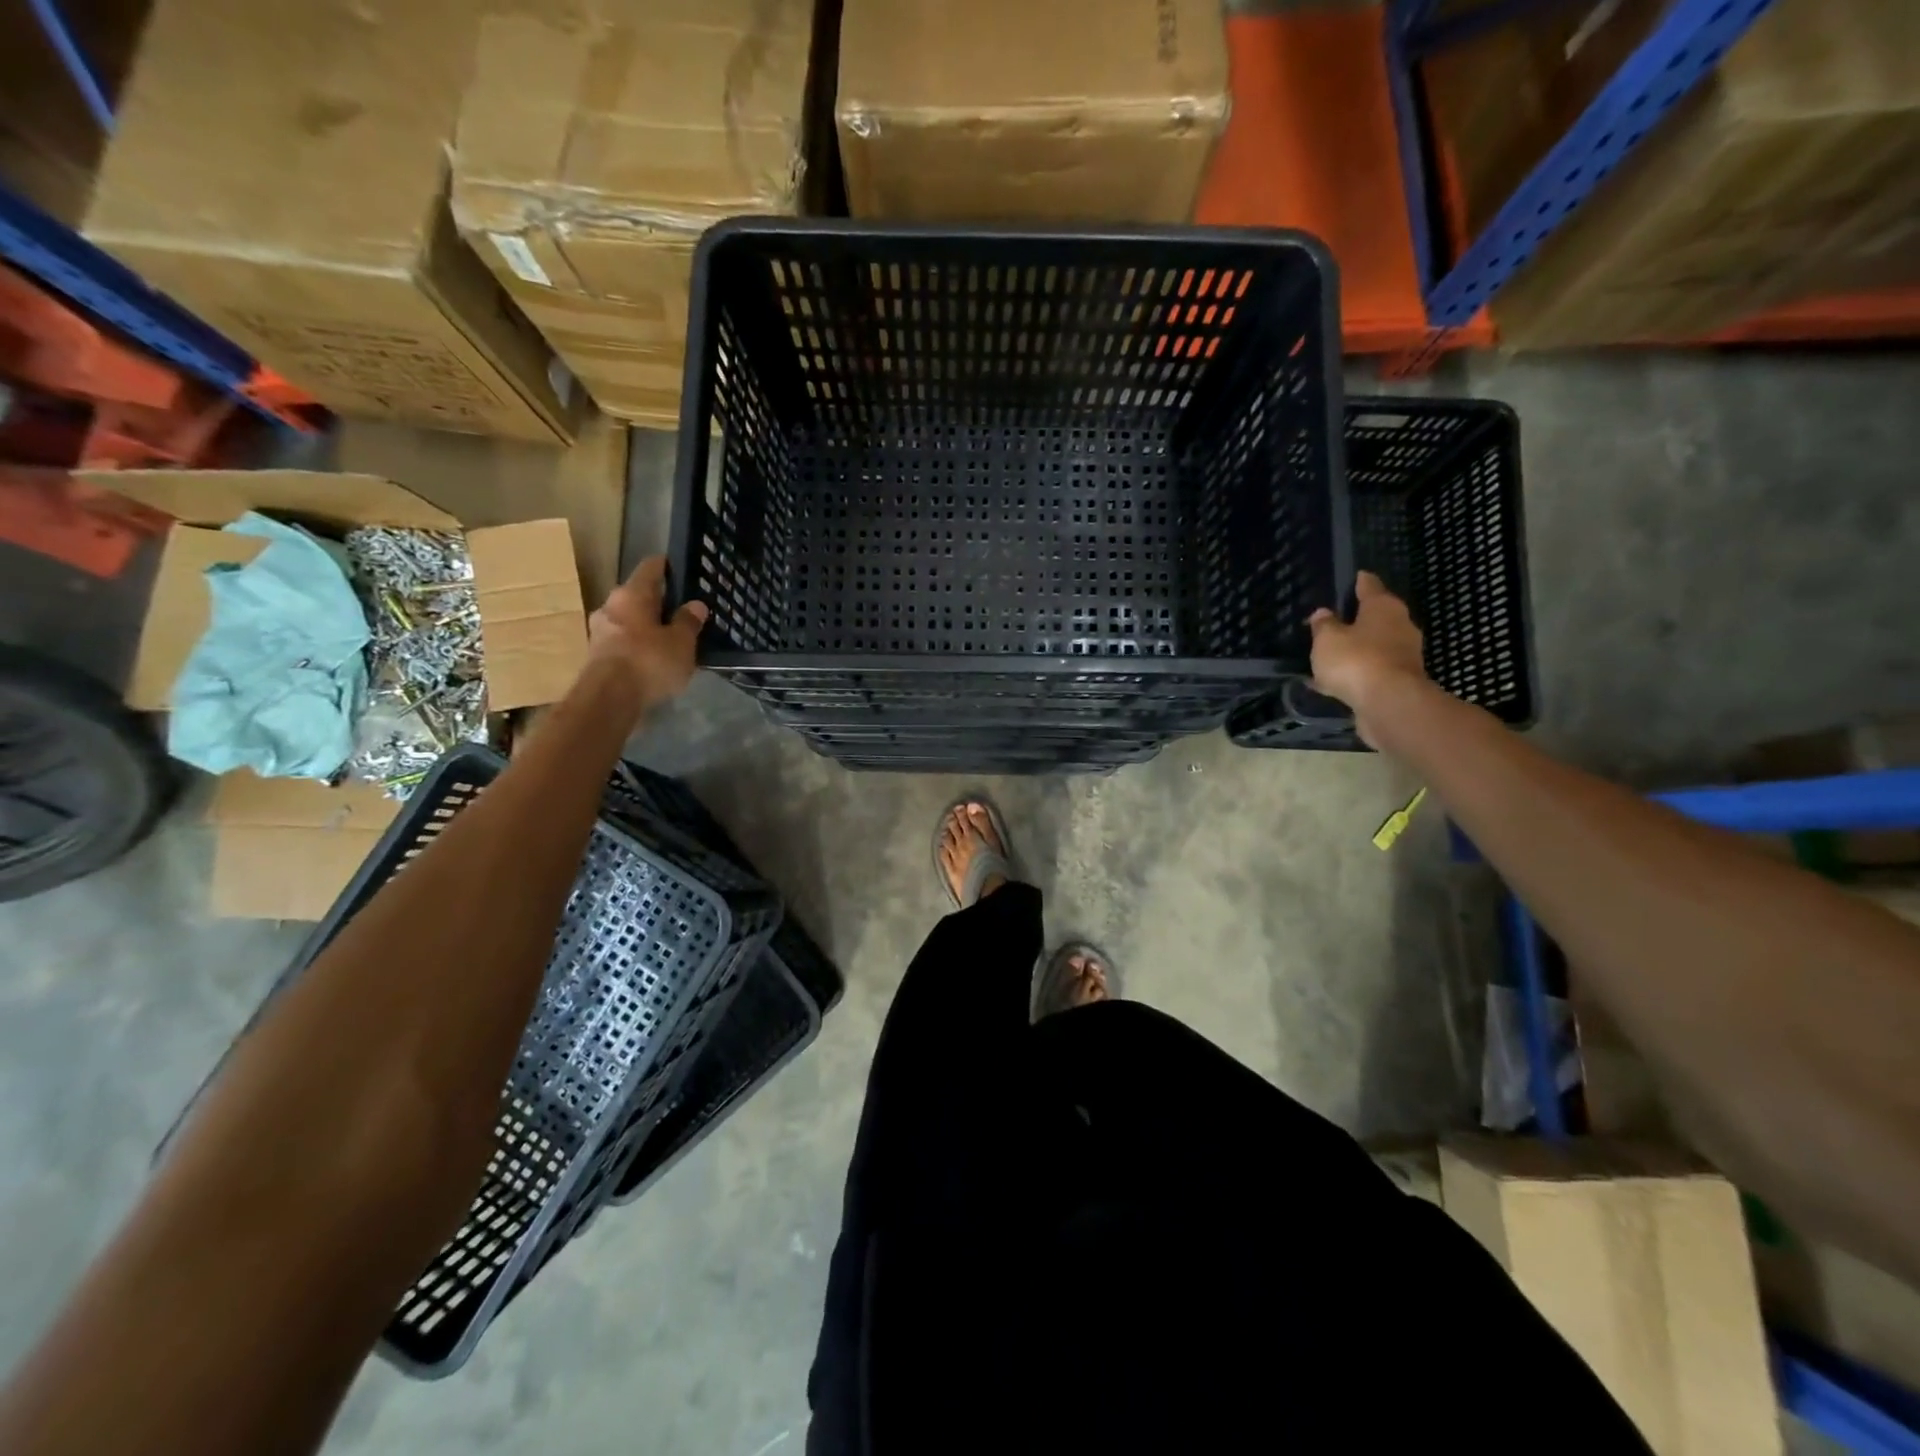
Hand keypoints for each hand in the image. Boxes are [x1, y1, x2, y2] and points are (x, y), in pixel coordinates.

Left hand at [588, 556, 707, 710]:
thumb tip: (695, 605)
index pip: (651, 568)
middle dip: (657, 602)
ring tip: (669, 638)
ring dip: (646, 626)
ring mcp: (599, 631)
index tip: (681, 570)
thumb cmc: (649, 661)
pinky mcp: (596, 655)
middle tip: (680, 611)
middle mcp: (610, 606)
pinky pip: (622, 642)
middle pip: (637, 595)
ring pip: (628, 620)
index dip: (667, 567)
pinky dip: (637, 646)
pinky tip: (652, 659)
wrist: (609, 699)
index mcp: (632, 594)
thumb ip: (689, 622)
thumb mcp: (681, 642)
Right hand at [1307, 571, 1427, 746]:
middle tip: (1337, 620)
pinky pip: (1373, 671)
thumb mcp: (1327, 639)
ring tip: (1334, 655)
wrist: (1389, 704)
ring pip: (1376, 646)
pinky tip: (1338, 682)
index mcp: (1383, 607)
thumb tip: (1323, 613)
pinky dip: (1359, 673)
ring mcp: (1404, 655)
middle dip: (1359, 619)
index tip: (1356, 576)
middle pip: (1377, 616)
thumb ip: (1323, 625)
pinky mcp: (1400, 681)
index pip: (1370, 586)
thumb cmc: (1357, 661)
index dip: (1360, 581)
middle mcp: (1400, 626)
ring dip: (1359, 649)